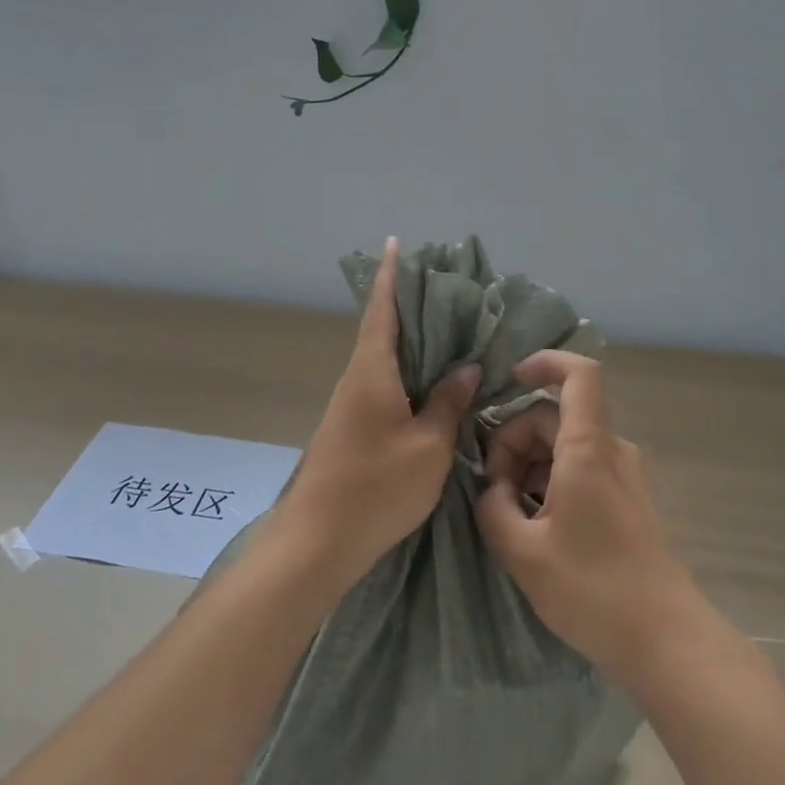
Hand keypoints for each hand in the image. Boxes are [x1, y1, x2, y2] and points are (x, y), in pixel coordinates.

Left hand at [274, 237, 479, 590]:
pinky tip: (431, 381)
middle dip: (408, 303)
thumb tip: (466, 367)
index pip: (382, 310)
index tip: (396, 244)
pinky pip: (385, 383)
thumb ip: (448, 403)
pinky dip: (408, 370)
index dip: (390, 276)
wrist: (318, 540)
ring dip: (411, 339)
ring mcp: (352, 404)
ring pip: (384, 358)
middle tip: (444, 285)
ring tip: (448, 328)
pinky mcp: (353, 426)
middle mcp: (357, 378)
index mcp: (372, 372)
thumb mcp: (427, 446)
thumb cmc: (376, 487)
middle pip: (383, 329)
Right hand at [475, 351, 701, 686]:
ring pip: (565, 444)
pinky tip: (534, 525)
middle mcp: (611, 451)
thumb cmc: (593, 590)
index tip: (509, 378)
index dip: (545, 362)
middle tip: (492, 491)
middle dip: (513, 440)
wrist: (666, 641)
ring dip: (529, 465)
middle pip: (554, 416)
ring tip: (509, 514)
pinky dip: (550, 481)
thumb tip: (491, 490)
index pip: (579, 374)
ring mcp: (623, 476)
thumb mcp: (522, 552)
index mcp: (588, 449)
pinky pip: (581, 469)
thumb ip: (493, 508)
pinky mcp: (627, 501)